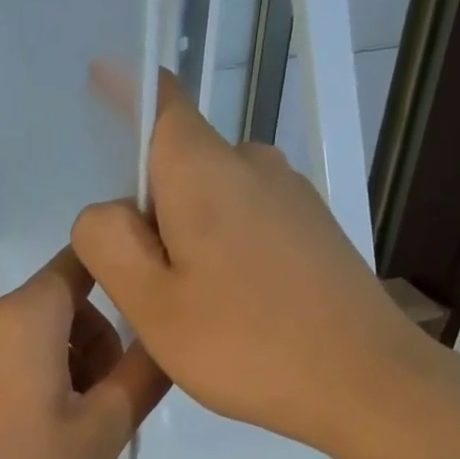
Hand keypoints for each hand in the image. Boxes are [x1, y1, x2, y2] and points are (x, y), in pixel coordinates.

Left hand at [0, 250, 168, 458]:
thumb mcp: (100, 434)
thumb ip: (142, 375)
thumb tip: (164, 334)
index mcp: (22, 316)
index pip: (80, 260)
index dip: (120, 276)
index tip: (145, 320)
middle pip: (52, 304)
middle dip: (92, 341)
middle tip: (105, 406)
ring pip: (20, 338)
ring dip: (57, 366)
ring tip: (65, 433)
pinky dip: (19, 383)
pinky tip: (21, 442)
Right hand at [70, 80, 459, 458]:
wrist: (361, 380)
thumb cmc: (243, 344)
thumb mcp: (151, 303)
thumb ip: (108, 243)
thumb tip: (105, 211)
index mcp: (205, 171)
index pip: (159, 103)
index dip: (125, 90)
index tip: (98, 78)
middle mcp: (253, 164)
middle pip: (177, 168)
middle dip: (148, 216)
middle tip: (147, 294)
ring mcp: (290, 196)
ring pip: (210, 202)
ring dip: (184, 242)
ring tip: (192, 314)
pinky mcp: (312, 230)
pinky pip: (244, 225)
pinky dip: (221, 254)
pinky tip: (233, 313)